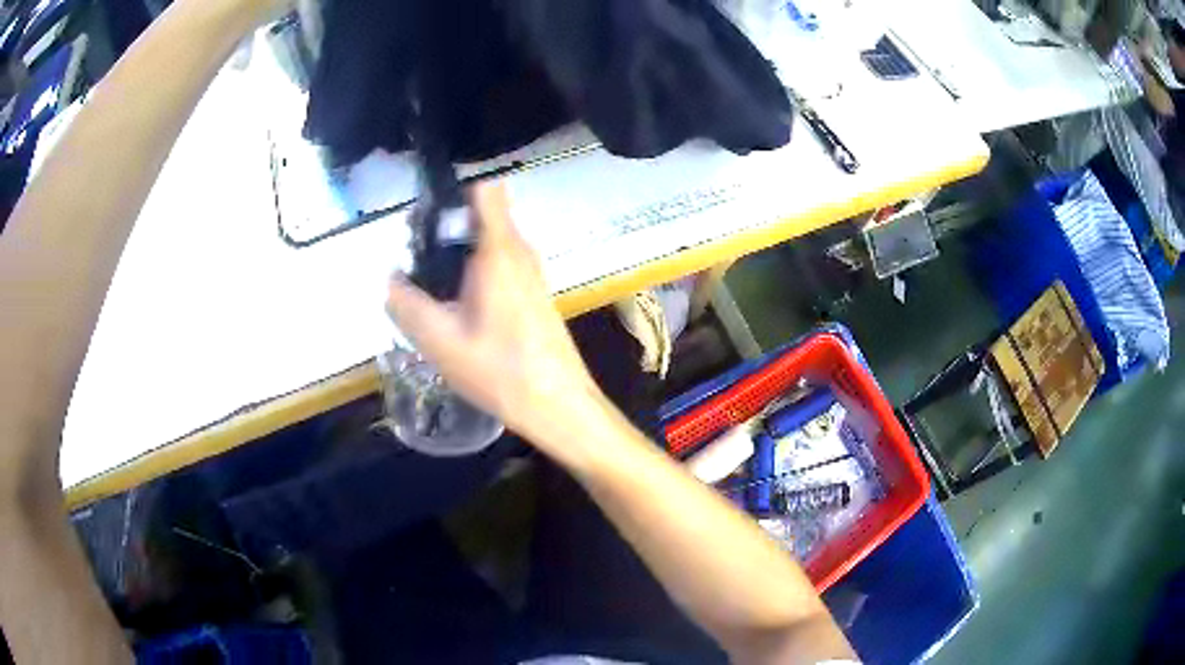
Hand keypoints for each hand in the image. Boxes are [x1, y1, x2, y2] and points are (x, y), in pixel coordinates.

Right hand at [386, 183, 601, 449]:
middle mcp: (519, 252)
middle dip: (444, 231)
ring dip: (457, 256)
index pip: (484, 191)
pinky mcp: (534, 294)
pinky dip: (475, 274)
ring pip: (489, 243)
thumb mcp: (441, 342)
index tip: (424, 222)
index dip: (452, 195)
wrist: (560, 406)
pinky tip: (459, 312)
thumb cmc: (501, 372)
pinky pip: (499, 266)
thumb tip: (391, 280)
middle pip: (480, 217)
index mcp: (499, 251)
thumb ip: (408, 306)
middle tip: (415, 264)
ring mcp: (531, 273)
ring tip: (431, 292)